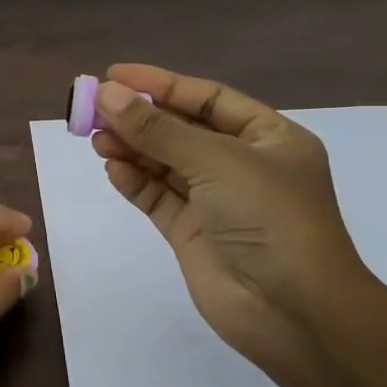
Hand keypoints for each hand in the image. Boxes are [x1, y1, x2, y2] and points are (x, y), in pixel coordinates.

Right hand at [89, 65, 371, 382]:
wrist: (292, 311)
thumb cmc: (269, 218)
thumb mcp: (216, 161)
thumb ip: (157, 129)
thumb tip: (107, 95)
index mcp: (268, 138)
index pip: (207, 99)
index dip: (161, 84)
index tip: (115, 75)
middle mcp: (242, 165)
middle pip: (181, 129)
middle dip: (139, 118)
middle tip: (93, 108)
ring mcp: (215, 201)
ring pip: (164, 163)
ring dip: (131, 148)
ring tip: (96, 137)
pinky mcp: (191, 232)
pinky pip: (156, 197)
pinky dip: (134, 181)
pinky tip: (112, 168)